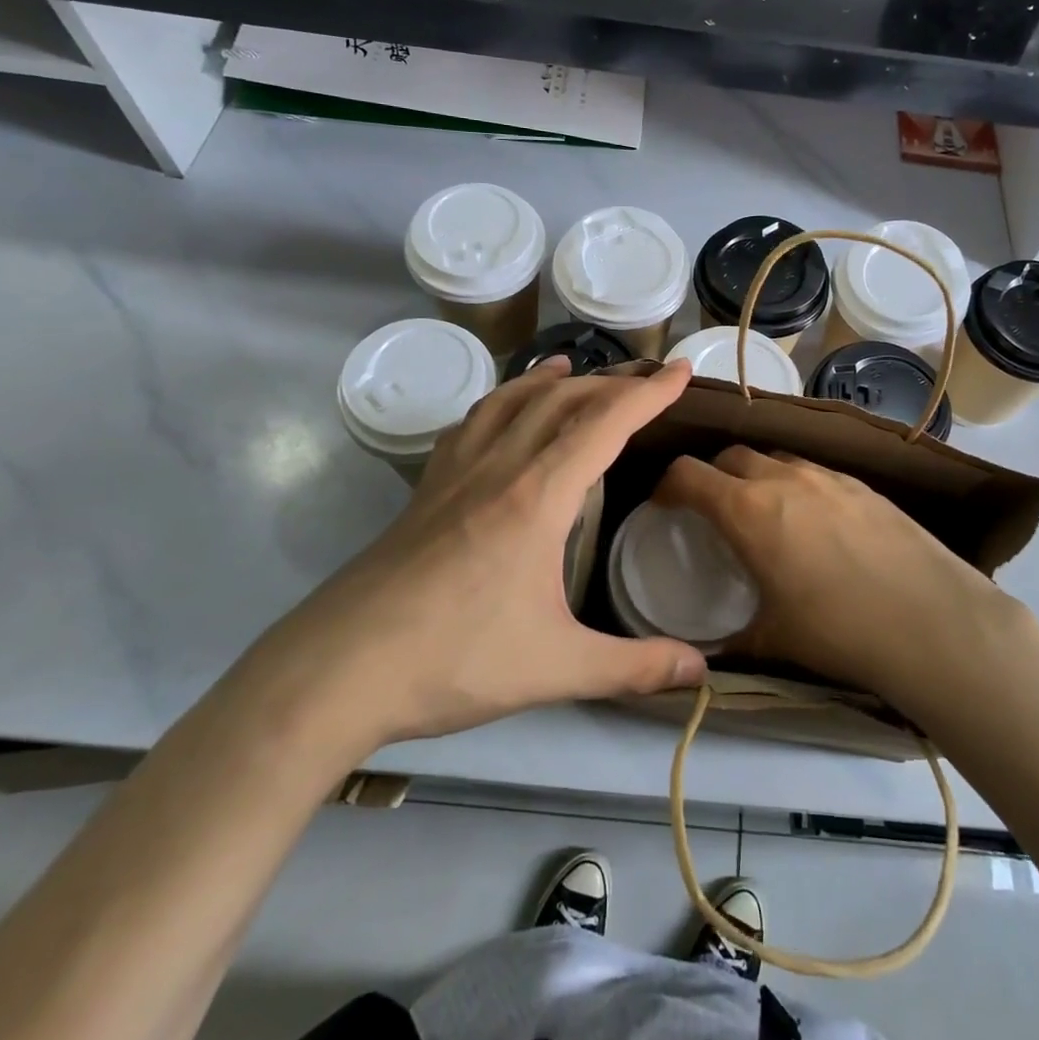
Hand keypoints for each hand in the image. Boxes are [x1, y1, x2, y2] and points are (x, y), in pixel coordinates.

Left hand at [237, 357, 706, 763]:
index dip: (649, 394)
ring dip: (548, 380)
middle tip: (645, 379)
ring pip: (510, 402)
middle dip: (610, 382)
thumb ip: (634, 667)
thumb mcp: (557, 668)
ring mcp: (455, 475)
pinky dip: (499, 403)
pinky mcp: (425, 492)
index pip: (605, 423)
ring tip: (572, 368)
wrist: (338, 670)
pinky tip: (500, 414)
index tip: (682, 371)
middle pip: (560, 401)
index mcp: (538, 496)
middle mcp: (499, 469)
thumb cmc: (454, 660)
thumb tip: (700, 671)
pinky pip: (470, 425)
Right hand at [655, 448, 1028, 715]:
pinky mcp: (864, 484)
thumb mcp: (774, 640)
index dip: (666, 485)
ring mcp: (828, 476)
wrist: (933, 622)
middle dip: (711, 475)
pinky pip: (814, 472)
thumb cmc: (840, 631)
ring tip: (764, 512)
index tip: (664, 505)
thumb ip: (732, 639)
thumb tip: (707, 654)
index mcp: (748, 510)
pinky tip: (815, 522)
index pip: (687, 474)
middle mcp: (783, 479)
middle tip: (712, 509)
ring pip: (775, 458)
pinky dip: (797, 485)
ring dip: (756, 475)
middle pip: (730, 455)